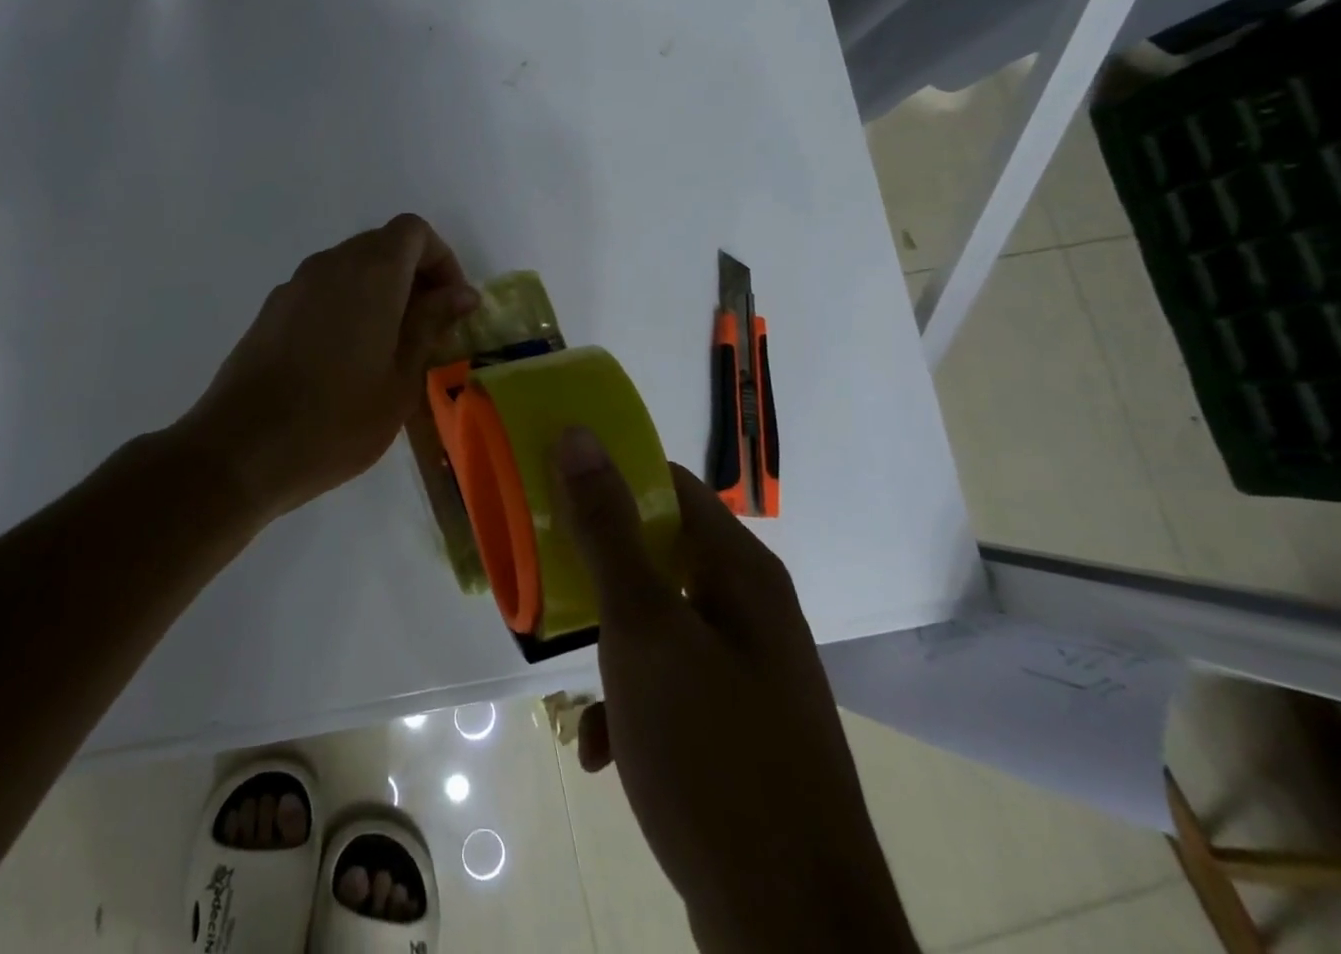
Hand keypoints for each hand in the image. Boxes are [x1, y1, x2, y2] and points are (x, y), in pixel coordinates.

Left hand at [184, 214, 476, 521]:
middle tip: (428, 328)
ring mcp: (295, 284)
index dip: (441, 259)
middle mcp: (331, 264)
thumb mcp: (401, 379)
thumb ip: (431, 324)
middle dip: (413, 275)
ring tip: (389, 347)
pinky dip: (347, 303)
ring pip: (350, 266)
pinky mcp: (272, 309)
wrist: (241, 449)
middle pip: (382, 244)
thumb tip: (461, 293)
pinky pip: (322, 289)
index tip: (451, 305)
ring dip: (380, 290)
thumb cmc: (337, 420)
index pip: (414, 231)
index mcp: (371, 273)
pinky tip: (345, 357)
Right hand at [552, 431, 918, 953]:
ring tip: (570, 678)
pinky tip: (602, 751)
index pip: (669, 484)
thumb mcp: (643, 629)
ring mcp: (751, 676)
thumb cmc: (712, 754)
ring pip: (660, 626)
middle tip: (548, 578)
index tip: (552, 488)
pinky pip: (673, 689)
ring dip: (610, 644)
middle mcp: (753, 612)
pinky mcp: (741, 734)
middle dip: (600, 570)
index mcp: (741, 572)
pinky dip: (633, 705)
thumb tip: (580, 436)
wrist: (793, 936)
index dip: (611, 476)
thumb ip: (607, 530)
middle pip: (661, 555)